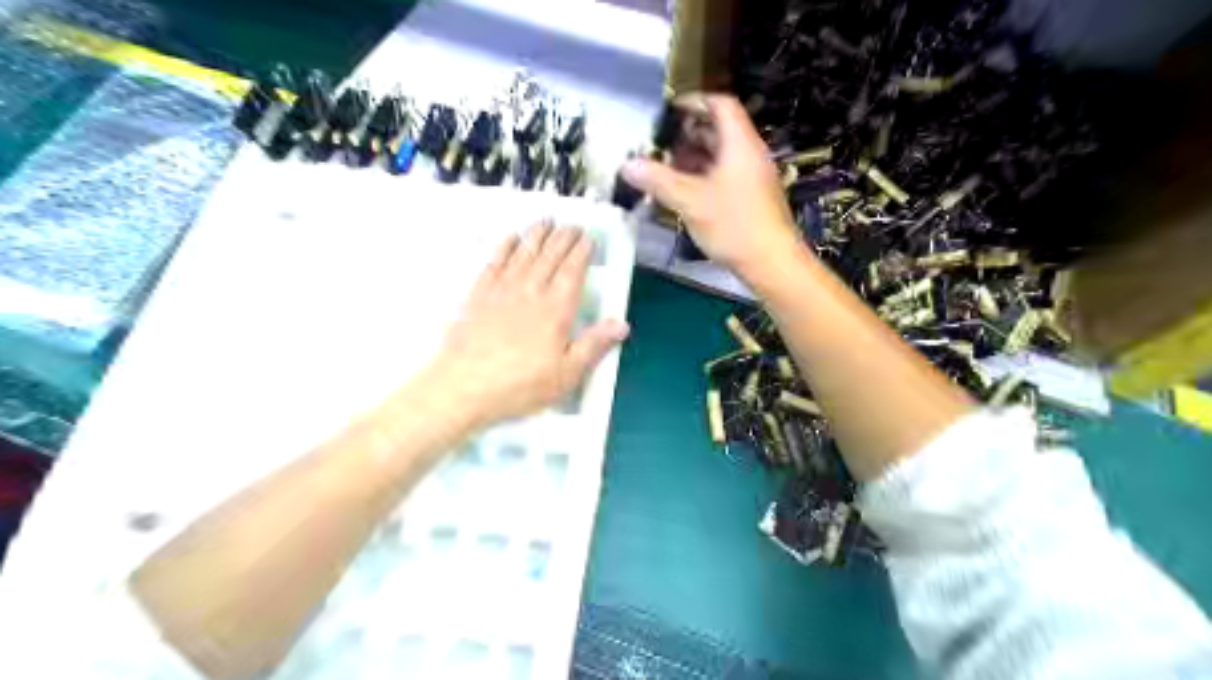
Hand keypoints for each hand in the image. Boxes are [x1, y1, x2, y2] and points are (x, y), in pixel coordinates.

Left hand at [422, 221, 625, 426]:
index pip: (573, 271)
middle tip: (572, 225)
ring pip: (524, 252)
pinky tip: (511, 238)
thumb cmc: (520, 385)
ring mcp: (502, 290)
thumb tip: (621, 324)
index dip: (582, 252)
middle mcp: (531, 291)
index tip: (589, 238)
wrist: (464, 386)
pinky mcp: (478, 295)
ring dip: (537, 234)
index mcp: (556, 310)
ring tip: (546, 220)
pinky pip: (495, 261)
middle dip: (563, 237)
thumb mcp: (566, 374)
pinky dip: (505, 246)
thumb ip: (594, 345)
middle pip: (550, 256)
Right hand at [625, 93, 801, 278]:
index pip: (720, 104)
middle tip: (660, 143)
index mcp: (740, 144)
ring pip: (721, 154)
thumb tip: (627, 165)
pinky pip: (724, 174)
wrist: (772, 263)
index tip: (668, 111)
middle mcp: (749, 154)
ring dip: (693, 156)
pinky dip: (703, 175)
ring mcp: (752, 176)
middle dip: (688, 133)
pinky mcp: (752, 197)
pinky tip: (684, 191)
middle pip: (719, 129)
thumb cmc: (734, 225)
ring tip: (666, 167)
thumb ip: (658, 180)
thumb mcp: (691, 201)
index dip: (694, 102)